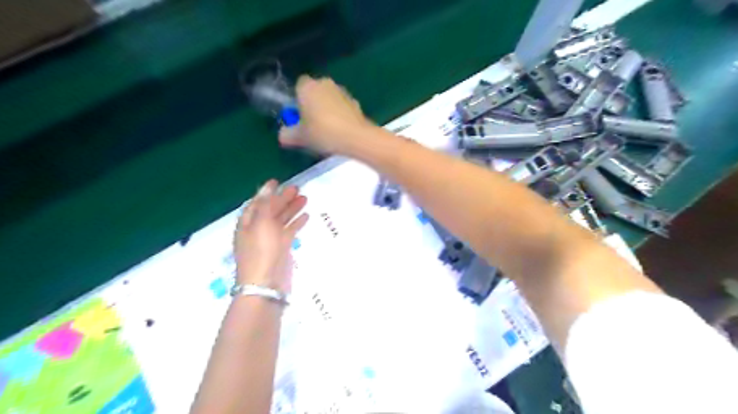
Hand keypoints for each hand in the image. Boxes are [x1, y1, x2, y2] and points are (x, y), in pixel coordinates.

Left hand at [234, 179, 308, 292]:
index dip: (266, 192)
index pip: (257, 203)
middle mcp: (258, 229)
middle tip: (297, 188)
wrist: (266, 284)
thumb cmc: (261, 251)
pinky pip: (289, 231)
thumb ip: (265, 204)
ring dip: (292, 209)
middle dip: (282, 198)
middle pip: (271, 210)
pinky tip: (306, 216)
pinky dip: (296, 223)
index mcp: (248, 222)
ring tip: (305, 198)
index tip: (278, 181)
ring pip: (282, 220)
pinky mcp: (282, 248)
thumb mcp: (261, 223)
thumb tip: (268, 186)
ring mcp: (270, 240)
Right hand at [278, 74, 374, 153]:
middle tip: (311, 125)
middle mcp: (325, 84)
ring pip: (330, 99)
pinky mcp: (356, 103)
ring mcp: (343, 92)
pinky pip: (342, 107)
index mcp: (308, 87)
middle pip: (315, 92)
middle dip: (313, 104)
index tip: (299, 117)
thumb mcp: (300, 137)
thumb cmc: (323, 133)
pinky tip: (340, 132)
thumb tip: (283, 134)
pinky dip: (340, 116)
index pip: (298, 86)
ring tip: (327, 131)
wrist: (356, 137)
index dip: (297, 100)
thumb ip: (288, 134)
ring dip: (327, 110)